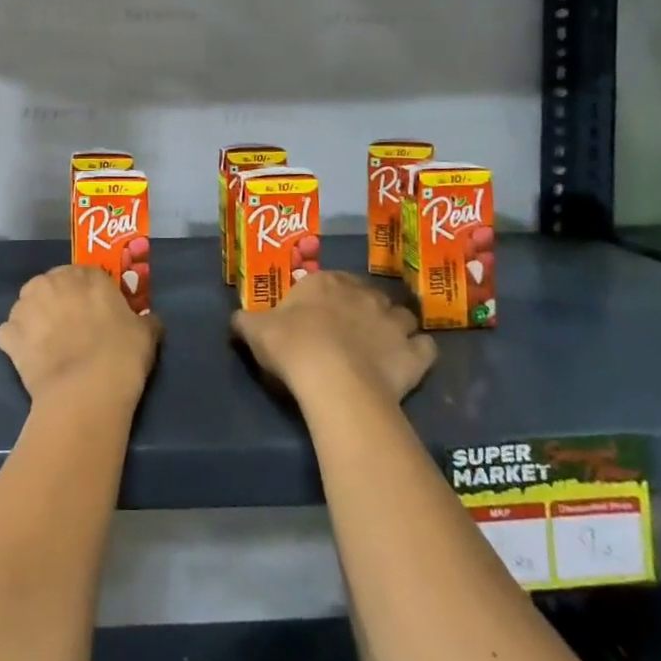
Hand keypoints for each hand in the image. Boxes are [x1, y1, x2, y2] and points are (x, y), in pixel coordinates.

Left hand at [0, 265, 161, 408]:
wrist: (85, 391)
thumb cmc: (121, 355)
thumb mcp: (146, 334)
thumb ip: (145, 320)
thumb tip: (148, 321)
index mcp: (85, 275)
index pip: (86, 275)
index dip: (89, 294)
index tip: (95, 313)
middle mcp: (51, 282)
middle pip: (51, 285)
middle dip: (58, 302)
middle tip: (71, 328)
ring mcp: (25, 307)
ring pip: (27, 306)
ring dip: (35, 319)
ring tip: (48, 346)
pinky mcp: (8, 335)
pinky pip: (10, 334)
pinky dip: (17, 344)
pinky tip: (31, 360)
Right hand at [231, 271, 434, 404]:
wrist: (333, 380)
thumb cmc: (292, 346)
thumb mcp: (254, 329)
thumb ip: (245, 321)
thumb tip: (235, 319)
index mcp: (325, 283)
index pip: (331, 280)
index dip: (327, 297)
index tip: (317, 315)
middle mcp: (364, 294)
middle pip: (369, 295)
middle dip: (363, 308)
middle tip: (349, 331)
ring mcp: (394, 323)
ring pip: (402, 316)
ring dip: (395, 326)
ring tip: (382, 345)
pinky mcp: (415, 354)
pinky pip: (425, 348)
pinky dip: (419, 352)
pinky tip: (407, 363)